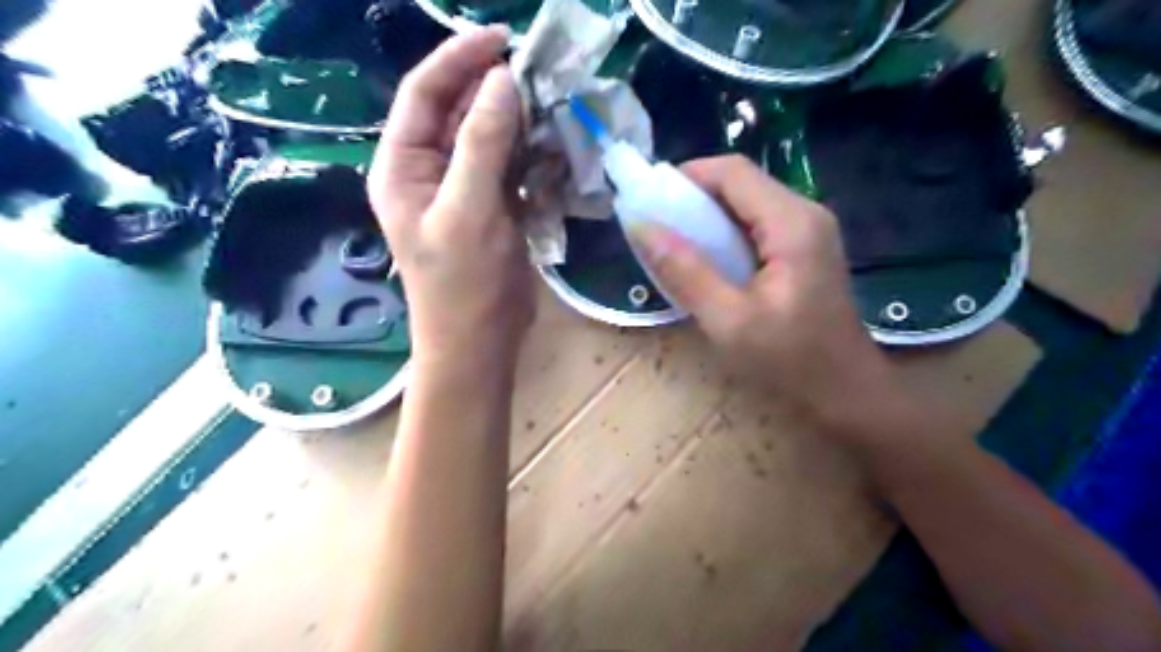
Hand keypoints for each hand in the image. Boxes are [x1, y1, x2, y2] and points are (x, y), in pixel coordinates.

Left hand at [366, 27, 532, 371]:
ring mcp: (463, 190)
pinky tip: (554, 148)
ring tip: (553, 106)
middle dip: (495, 90)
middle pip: (459, 111)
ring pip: (489, 138)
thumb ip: (484, 144)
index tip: (504, 38)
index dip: (460, 58)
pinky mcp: (492, 208)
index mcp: (403, 166)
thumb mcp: (470, 210)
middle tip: (541, 75)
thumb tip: (503, 81)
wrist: (480, 343)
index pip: (424, 93)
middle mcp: (427, 171)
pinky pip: (510, 167)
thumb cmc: (464, 284)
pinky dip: (531, 155)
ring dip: (519, 121)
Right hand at [632, 156, 922, 445]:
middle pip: (741, 183)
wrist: (846, 393)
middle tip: (657, 228)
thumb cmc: (790, 361)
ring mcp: (809, 231)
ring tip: (675, 245)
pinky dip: (725, 235)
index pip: (733, 172)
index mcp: (791, 223)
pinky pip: (757, 225)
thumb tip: (641, 226)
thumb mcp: (728, 320)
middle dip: (693, 198)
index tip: (650, 202)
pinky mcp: (805, 249)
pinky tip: (708, 262)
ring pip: (747, 203)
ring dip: (708, 217)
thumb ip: (685, 271)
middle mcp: (805, 214)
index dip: (687, 176)